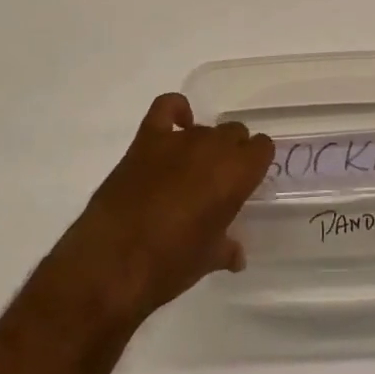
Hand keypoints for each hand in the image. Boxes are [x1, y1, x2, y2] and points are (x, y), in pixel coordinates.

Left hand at [51, 94, 273, 329]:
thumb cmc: (170, 265)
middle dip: (232, 152)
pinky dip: (176, 111)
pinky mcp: (146, 140)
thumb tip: (235, 254)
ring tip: (193, 171)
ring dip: (204, 145)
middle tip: (220, 181)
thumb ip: (226, 248)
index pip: (262, 148)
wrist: (112, 262)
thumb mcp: (208, 260)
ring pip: (205, 127)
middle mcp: (212, 148)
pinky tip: (177, 126)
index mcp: (236, 174)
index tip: (247, 181)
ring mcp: (177, 140)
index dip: (256, 163)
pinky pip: (166, 108)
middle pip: (234, 133)